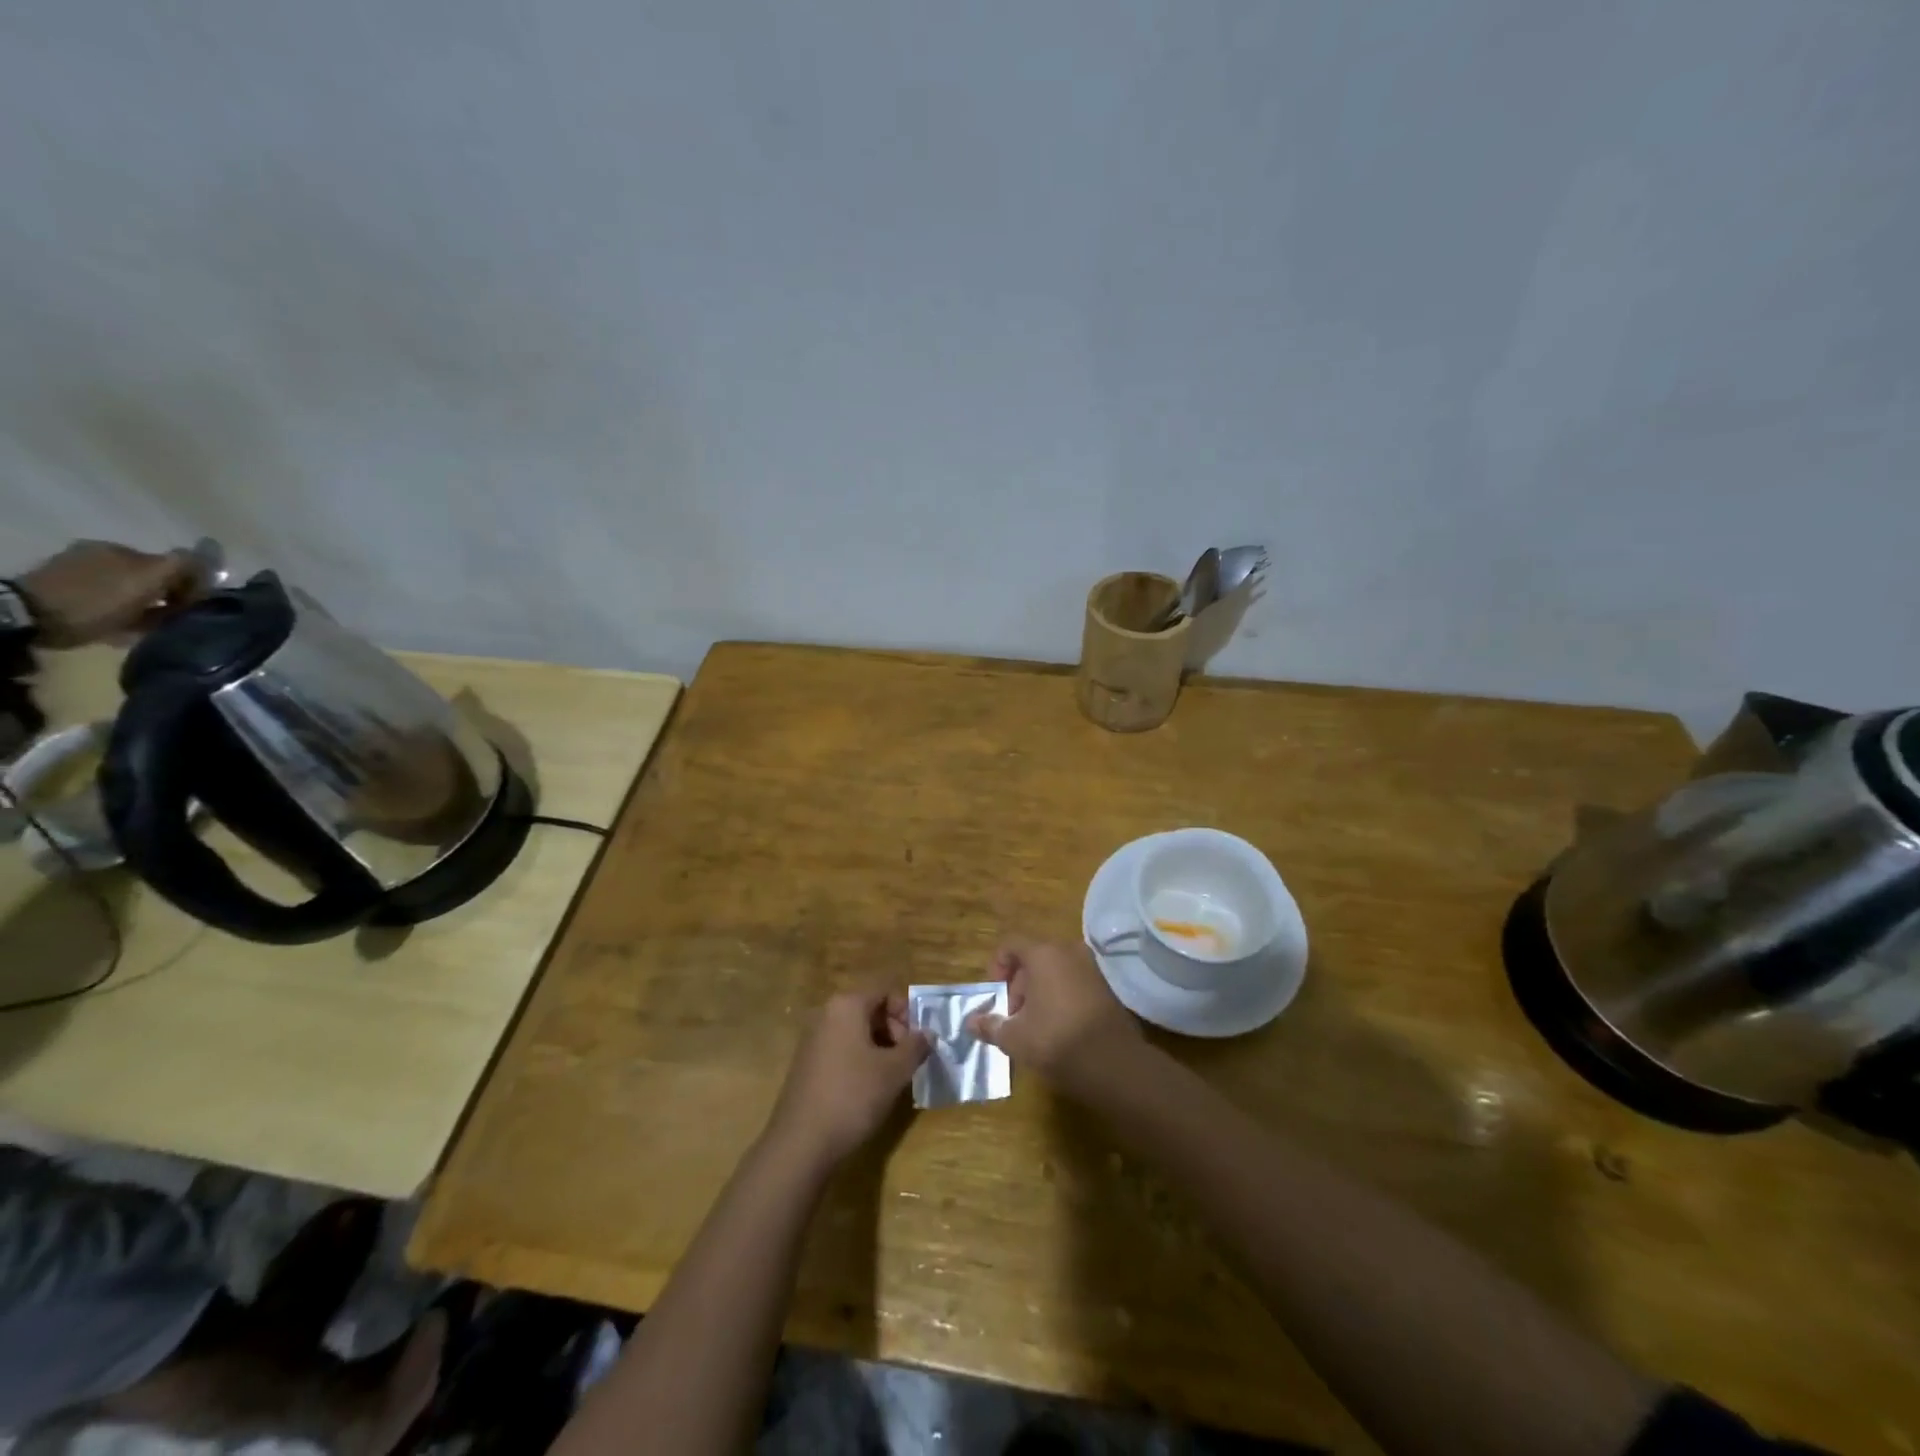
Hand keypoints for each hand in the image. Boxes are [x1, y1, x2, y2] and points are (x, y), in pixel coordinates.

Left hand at [15, 540, 202, 647]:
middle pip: (151, 576)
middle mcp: (100, 555)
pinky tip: (126, 625)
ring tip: (152, 624)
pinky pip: (111, 602)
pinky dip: (124, 612)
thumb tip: (210, 553)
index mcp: (120, 549)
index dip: (189, 582)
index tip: (194, 604)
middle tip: (176, 616)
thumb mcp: (146, 579)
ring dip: (147, 604)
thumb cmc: (97, 599)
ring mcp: (81, 573)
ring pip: (132, 590)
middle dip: (167, 594)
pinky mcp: (67, 592)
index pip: (171, 562)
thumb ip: (180, 564)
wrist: (34, 616)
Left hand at [766, 988, 928, 1170]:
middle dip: (895, 1030)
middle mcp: (827, 1014)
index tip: (916, 1041)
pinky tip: (868, 1089)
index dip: (906, 1011)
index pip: (885, 990)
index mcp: (846, 1005)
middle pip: (870, 1008)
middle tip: (906, 1061)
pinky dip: (860, 1060)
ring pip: (857, 1031)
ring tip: (891, 1078)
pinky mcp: (807, 1063)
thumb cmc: (853, 1096)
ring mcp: (813, 1039)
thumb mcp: (894, 1071)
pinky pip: (842, 1048)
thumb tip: (928, 1033)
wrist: (801, 1143)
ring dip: (880, 1047)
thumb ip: (916, 1046)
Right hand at [966, 937, 1143, 1093]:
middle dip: (1018, 984)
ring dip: (1039, 991)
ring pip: (1054, 970)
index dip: (996, 967)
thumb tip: (971, 1021)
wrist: (1114, 1064)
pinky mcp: (1106, 986)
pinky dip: (1060, 996)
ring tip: (1033, 1024)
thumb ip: (990, 1025)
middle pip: (1033, 957)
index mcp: (1044, 953)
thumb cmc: (1055, 1040)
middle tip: (1013, 1016)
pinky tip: (1057, 1027)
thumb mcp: (1014, 1037)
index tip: (995, 996)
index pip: (1010, 945)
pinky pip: (1073, 982)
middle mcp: (1069, 951)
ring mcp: (1091, 967)